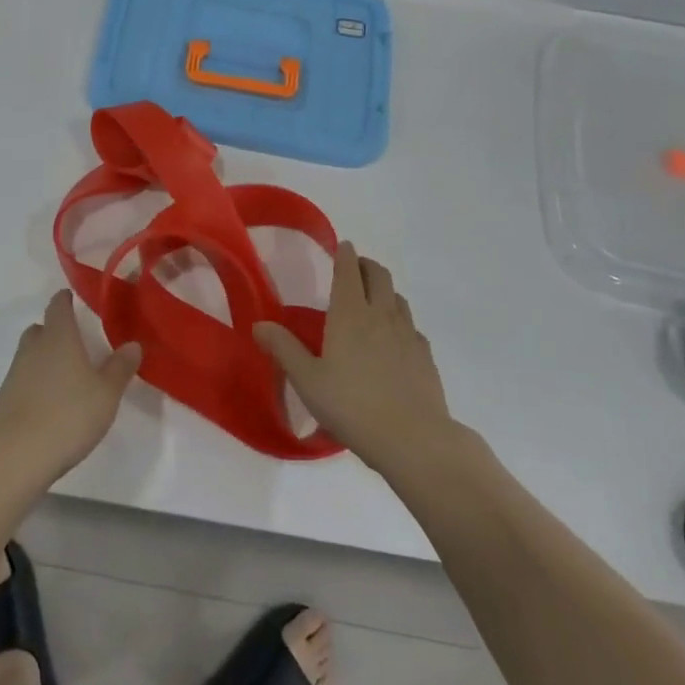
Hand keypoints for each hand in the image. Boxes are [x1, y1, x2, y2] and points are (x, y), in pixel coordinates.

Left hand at [0, 291, 142, 480]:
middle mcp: (33, 348)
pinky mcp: (4, 400)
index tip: (75, 301)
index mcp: (59, 337)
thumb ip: (120, 367)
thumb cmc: (69, 415)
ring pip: (29, 354)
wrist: (17, 456)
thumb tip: (132, 344)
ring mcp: (15, 374)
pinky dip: (34, 383)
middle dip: (55, 331)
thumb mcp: (107, 393)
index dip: (66, 300)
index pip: (58, 305)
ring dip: (44, 358)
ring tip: (65, 377)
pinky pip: (22, 380)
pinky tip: (49, 404)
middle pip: (40, 328)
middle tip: (75, 343)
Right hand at [254, 242, 454, 475]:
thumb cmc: (351, 405)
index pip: (348, 270)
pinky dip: (400, 321)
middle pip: (379, 275)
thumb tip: (259, 324)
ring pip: (398, 298)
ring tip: (373, 301)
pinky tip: (395, 340)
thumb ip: (283, 349)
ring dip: (384, 290)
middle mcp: (381, 314)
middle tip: (354, 268)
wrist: (413, 439)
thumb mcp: (307, 380)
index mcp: (350, 313)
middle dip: (366, 265)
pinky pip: (412, 326)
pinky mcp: (425, 356)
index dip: (345, 254)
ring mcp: (408, 334)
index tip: (342, 246)